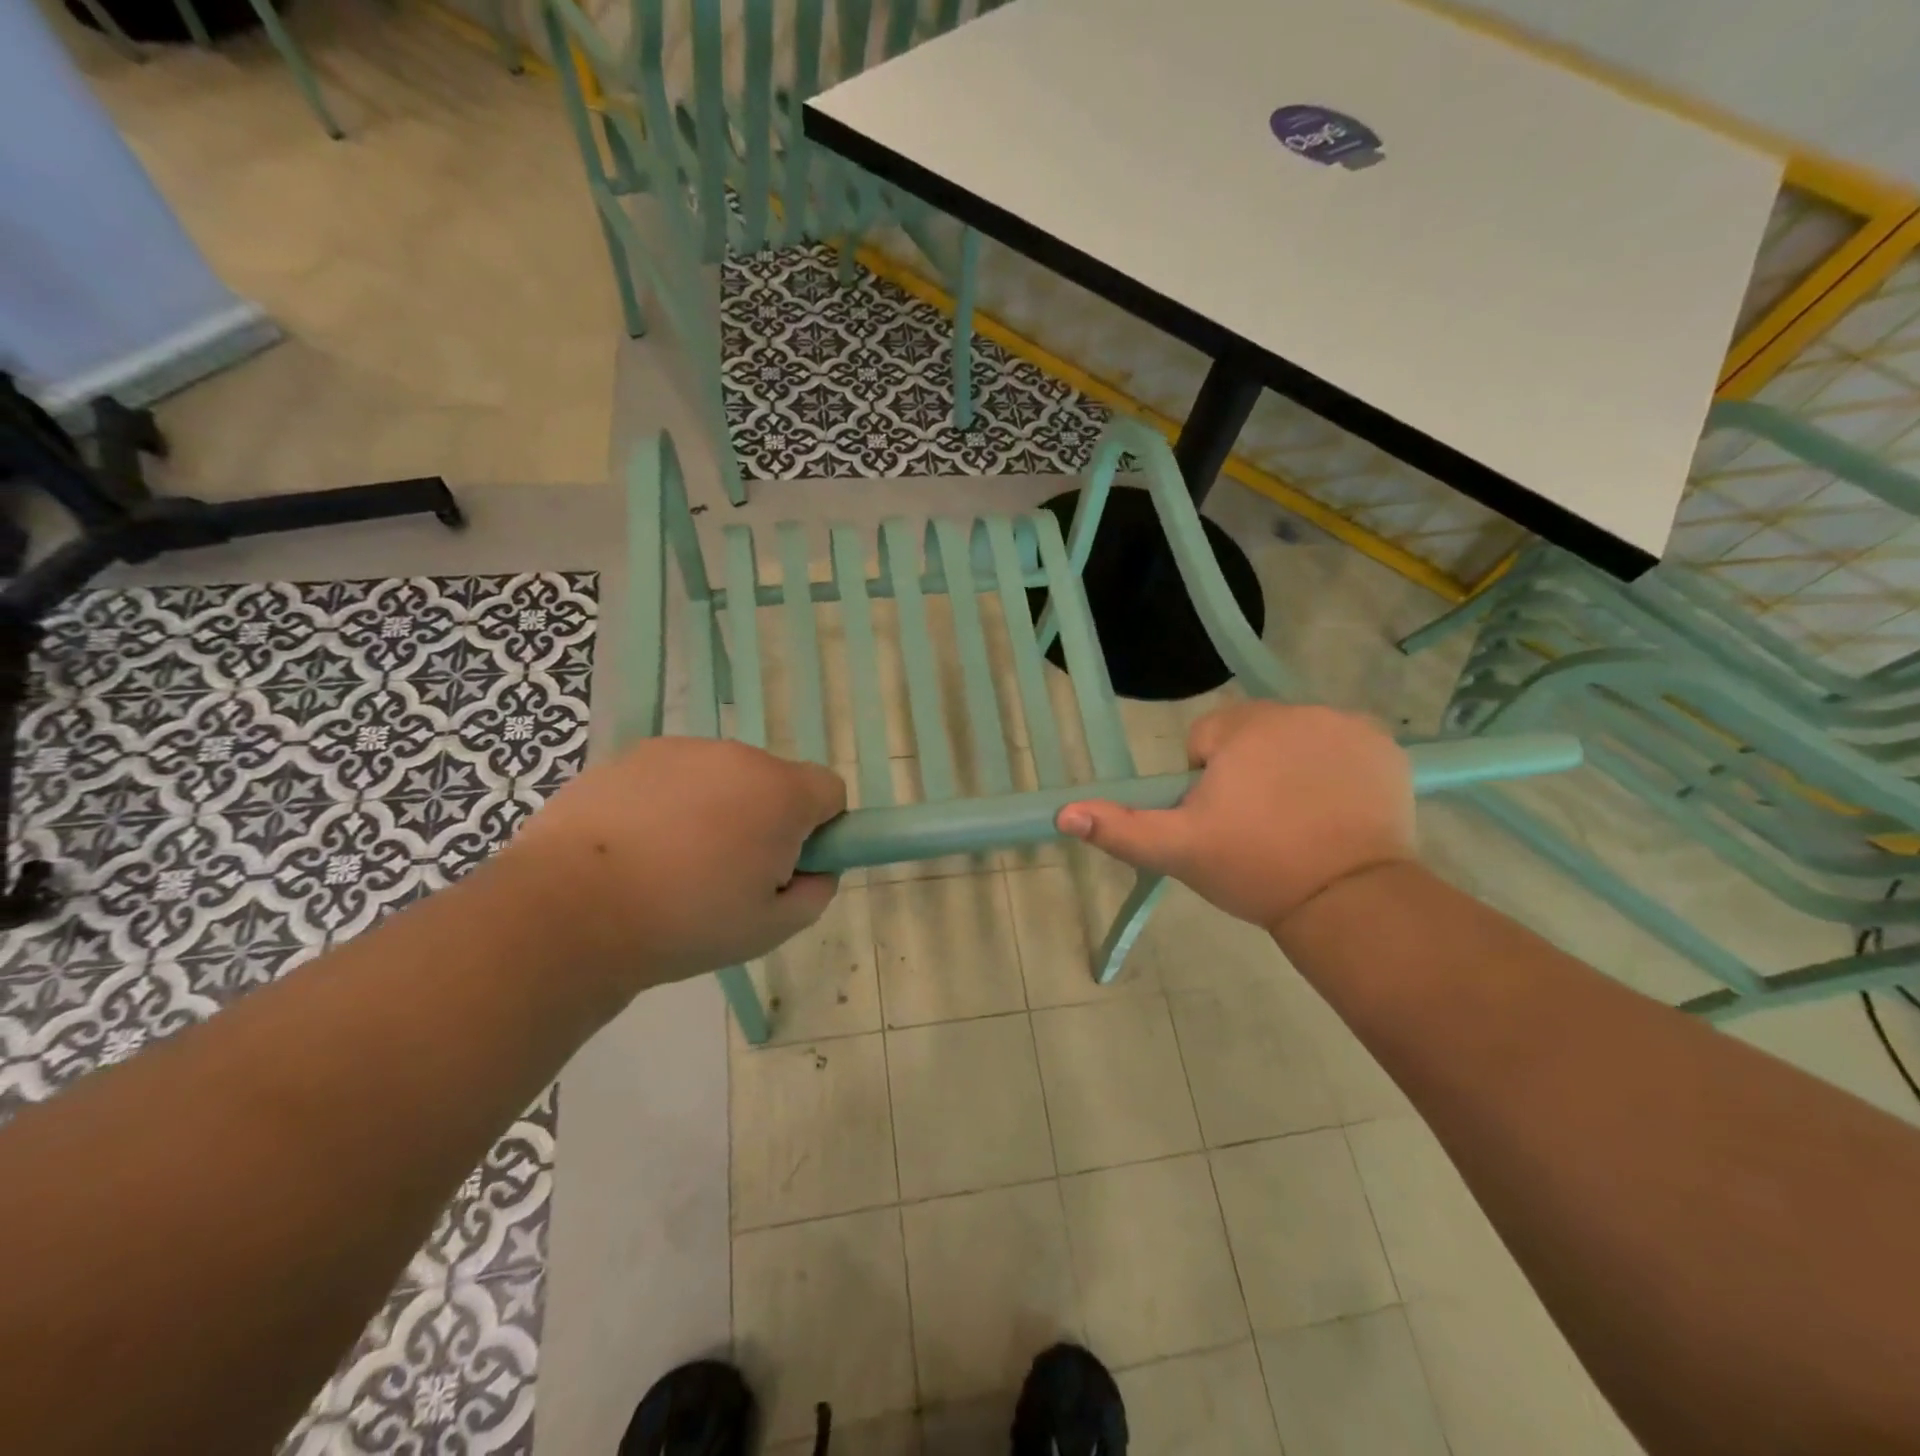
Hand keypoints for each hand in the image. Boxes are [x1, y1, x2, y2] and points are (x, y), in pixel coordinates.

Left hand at [488, 737, 845, 993]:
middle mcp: (737, 756)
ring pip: (721, 777)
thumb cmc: (686, 922)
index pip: (830, 790)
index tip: (788, 865)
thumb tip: (816, 870)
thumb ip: (814, 893)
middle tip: (728, 873)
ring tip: (672, 863)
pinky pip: (672, 777)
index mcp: (780, 792)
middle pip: (773, 781)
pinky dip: (668, 803)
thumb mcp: (771, 928)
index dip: (820, 828)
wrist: (569, 910)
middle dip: (764, 818)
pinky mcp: (630, 755)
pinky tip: (635, 848)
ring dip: (716, 808)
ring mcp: (680, 750)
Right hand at [1056, 702, 1413, 932]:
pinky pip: (1340, 748)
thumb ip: (1120, 828)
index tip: (1223, 821)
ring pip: (1295, 740)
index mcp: (1243, 727)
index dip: (1205, 783)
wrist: (1349, 901)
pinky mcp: (1386, 748)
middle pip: (1251, 735)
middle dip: (1246, 771)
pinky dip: (1334, 772)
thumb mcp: (1178, 850)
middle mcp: (1297, 711)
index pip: (1205, 739)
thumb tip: (1064, 813)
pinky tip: (1336, 813)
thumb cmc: (1254, 868)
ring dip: (1288, 769)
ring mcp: (1347, 727)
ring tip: (1297, 824)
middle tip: (1257, 827)